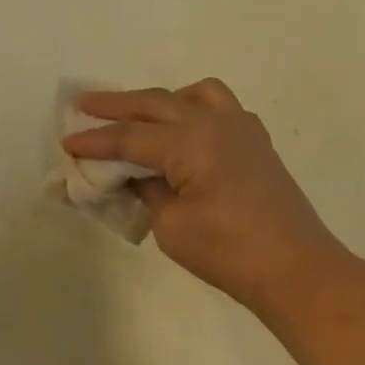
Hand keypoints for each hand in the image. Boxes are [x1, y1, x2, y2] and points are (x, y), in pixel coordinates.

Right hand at [62, 80, 350, 317]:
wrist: (297, 270)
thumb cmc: (229, 252)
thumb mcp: (171, 226)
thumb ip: (147, 190)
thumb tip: (135, 174)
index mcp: (191, 141)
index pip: (130, 137)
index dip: (95, 141)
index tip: (67, 143)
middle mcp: (216, 122)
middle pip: (156, 103)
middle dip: (117, 104)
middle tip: (84, 104)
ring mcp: (242, 128)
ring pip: (194, 94)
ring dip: (162, 100)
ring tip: (141, 115)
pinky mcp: (257, 142)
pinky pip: (220, 108)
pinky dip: (194, 109)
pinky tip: (185, 133)